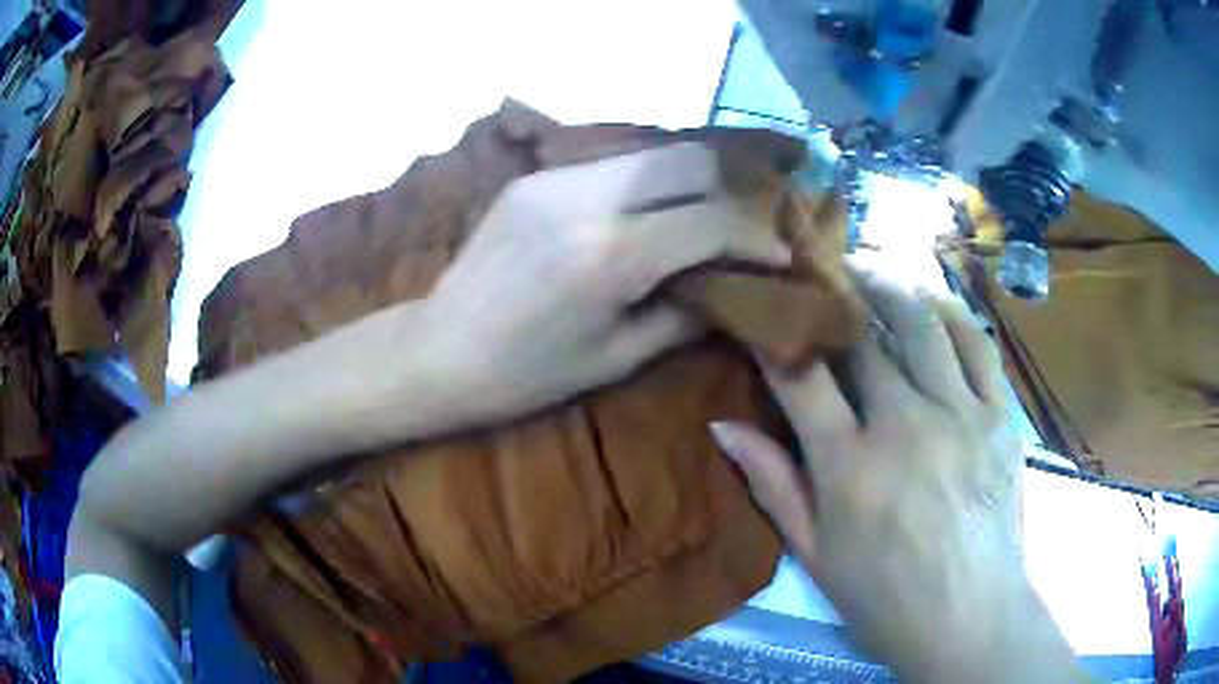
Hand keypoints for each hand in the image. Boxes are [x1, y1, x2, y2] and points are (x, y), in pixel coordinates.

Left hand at [422, 141, 790, 422]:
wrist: (439, 352)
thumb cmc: (527, 375)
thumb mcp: (617, 358)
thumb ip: (688, 314)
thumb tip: (737, 290)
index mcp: (610, 256)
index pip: (712, 221)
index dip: (757, 236)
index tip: (780, 254)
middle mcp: (586, 198)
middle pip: (689, 159)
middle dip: (732, 189)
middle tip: (749, 224)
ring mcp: (554, 177)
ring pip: (652, 152)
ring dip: (691, 180)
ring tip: (708, 215)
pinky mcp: (535, 176)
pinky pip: (612, 164)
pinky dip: (648, 183)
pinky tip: (651, 212)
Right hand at [711, 270, 1085, 681]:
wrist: (970, 619)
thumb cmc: (884, 599)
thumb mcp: (814, 555)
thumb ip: (772, 485)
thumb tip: (721, 426)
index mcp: (850, 466)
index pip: (801, 376)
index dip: (776, 334)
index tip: (762, 308)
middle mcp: (905, 425)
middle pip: (864, 338)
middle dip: (834, 299)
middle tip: (817, 275)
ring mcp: (960, 414)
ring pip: (923, 324)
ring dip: (891, 289)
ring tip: (871, 273)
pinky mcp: (998, 417)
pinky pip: (977, 345)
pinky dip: (951, 313)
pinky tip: (933, 304)